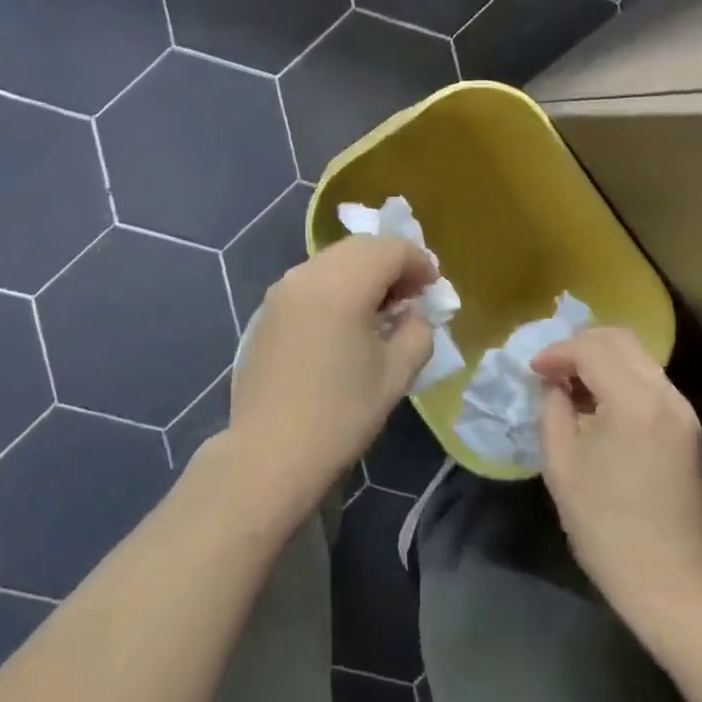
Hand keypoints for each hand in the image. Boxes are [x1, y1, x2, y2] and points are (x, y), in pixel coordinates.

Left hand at [225, 235, 436, 515]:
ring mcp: (283, 289)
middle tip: (411, 294)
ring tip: (382, 307)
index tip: (433, 287)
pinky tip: (347, 319)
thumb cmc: (340, 416)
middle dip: (391, 262)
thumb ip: (417, 332)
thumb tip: (413, 313)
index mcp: (342, 285)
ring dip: (364, 271)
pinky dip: (338, 283)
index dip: (418, 262)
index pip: (390, 249)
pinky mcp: (268, 308)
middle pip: (360, 247)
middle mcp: (309, 274)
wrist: (269, 454)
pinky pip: (313, 279)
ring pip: (334, 259)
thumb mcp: (396, 374)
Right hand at [532, 328, 701, 635]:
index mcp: (634, 402)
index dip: (557, 352)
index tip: (533, 371)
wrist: (670, 583)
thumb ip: (553, 408)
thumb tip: (553, 383)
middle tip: (551, 370)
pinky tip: (597, 404)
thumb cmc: (606, 526)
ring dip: (601, 359)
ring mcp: (681, 410)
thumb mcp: (561, 464)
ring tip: (570, 386)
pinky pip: (648, 379)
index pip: (591, 349)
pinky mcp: (686, 427)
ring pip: (637, 356)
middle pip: (620, 339)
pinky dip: (619, 376)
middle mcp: (664, 395)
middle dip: (580, 345)